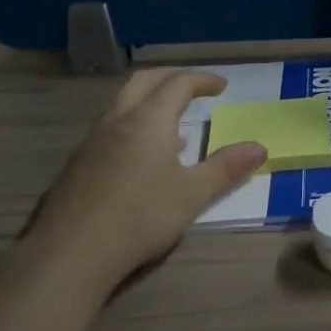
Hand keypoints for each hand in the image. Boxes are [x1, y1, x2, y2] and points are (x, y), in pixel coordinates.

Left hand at [20, 69, 265, 285]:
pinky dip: (133, 124)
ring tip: (173, 123)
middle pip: (144, 81)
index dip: (202, 80)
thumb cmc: (140, 217)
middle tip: (193, 88)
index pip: (178, 84)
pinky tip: (143, 157)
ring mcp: (93, 141)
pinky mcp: (78, 163)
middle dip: (171, 78)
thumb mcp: (193, 195)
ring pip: (123, 103)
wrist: (71, 252)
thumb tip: (260, 147)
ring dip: (150, 101)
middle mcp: (118, 120)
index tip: (222, 86)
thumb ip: (226, 168)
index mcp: (149, 120)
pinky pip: (111, 127)